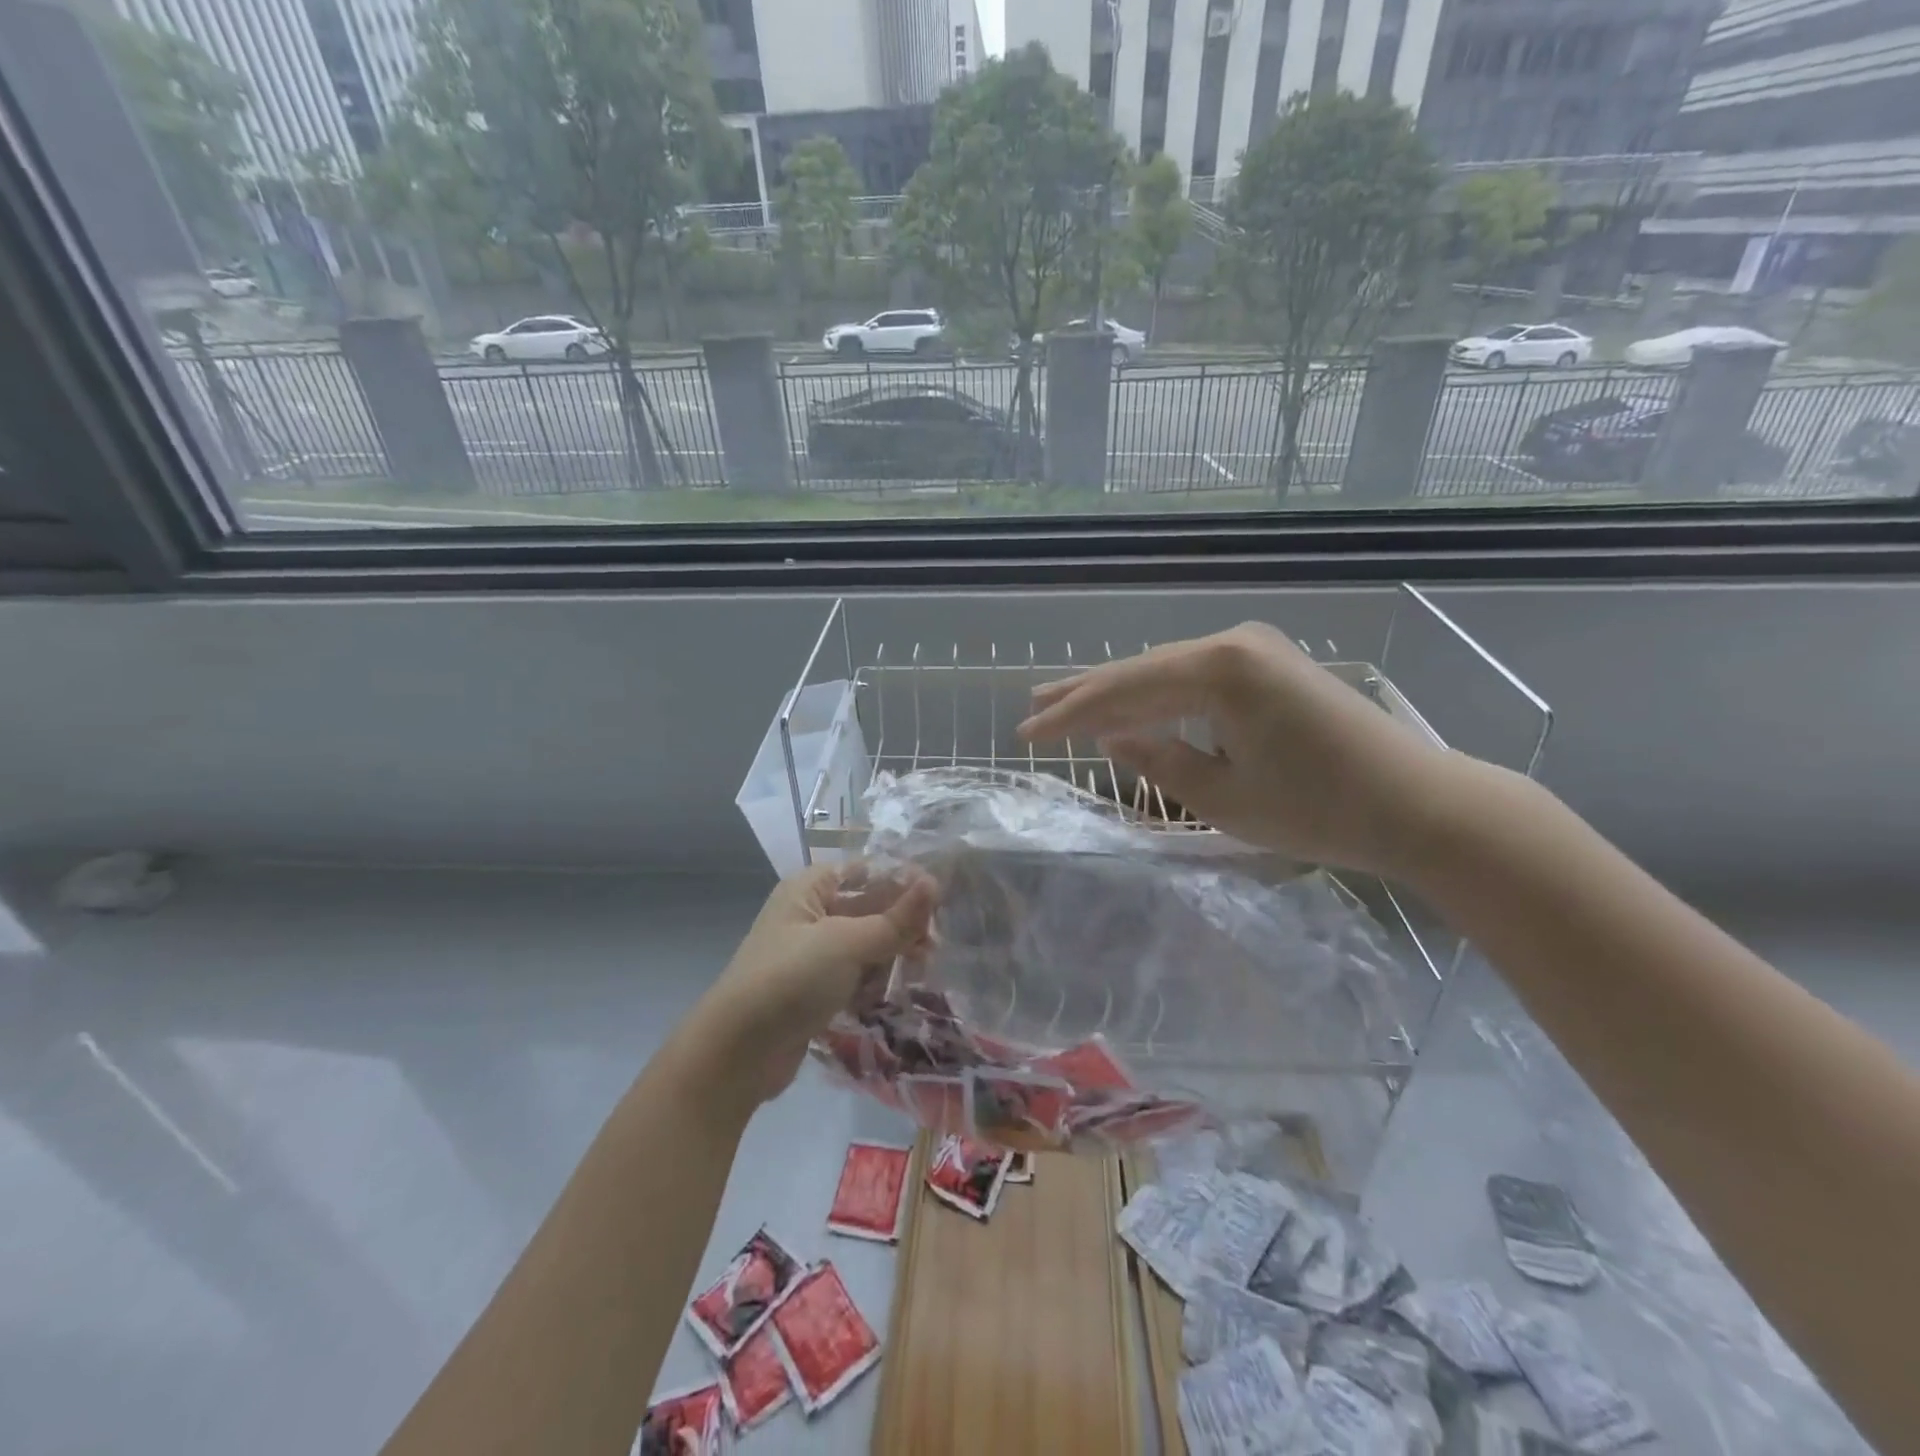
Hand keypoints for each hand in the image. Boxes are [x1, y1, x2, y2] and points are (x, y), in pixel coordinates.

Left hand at [694, 863, 936, 1106]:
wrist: (737, 1053)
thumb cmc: (791, 979)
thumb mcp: (847, 943)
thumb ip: (895, 918)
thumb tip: (934, 883)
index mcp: (810, 889)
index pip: (865, 871)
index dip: (902, 879)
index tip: (939, 898)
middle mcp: (810, 915)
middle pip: (868, 907)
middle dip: (901, 924)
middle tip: (933, 946)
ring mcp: (811, 955)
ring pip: (865, 944)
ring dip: (891, 955)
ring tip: (918, 971)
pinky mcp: (814, 990)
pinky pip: (854, 975)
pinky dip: (872, 982)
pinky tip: (887, 995)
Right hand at [1017, 622, 1457, 878]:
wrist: (1419, 804)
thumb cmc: (1319, 810)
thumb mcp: (1223, 797)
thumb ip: (1158, 761)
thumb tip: (1111, 740)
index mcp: (1219, 669)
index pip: (1124, 691)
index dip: (1070, 715)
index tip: (1025, 732)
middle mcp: (1233, 643)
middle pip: (1140, 670)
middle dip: (1084, 695)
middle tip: (1032, 708)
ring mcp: (1255, 649)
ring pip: (1165, 671)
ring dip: (1118, 693)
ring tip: (1064, 703)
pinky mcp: (1270, 665)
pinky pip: (1194, 677)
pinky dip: (1158, 697)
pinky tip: (1131, 709)